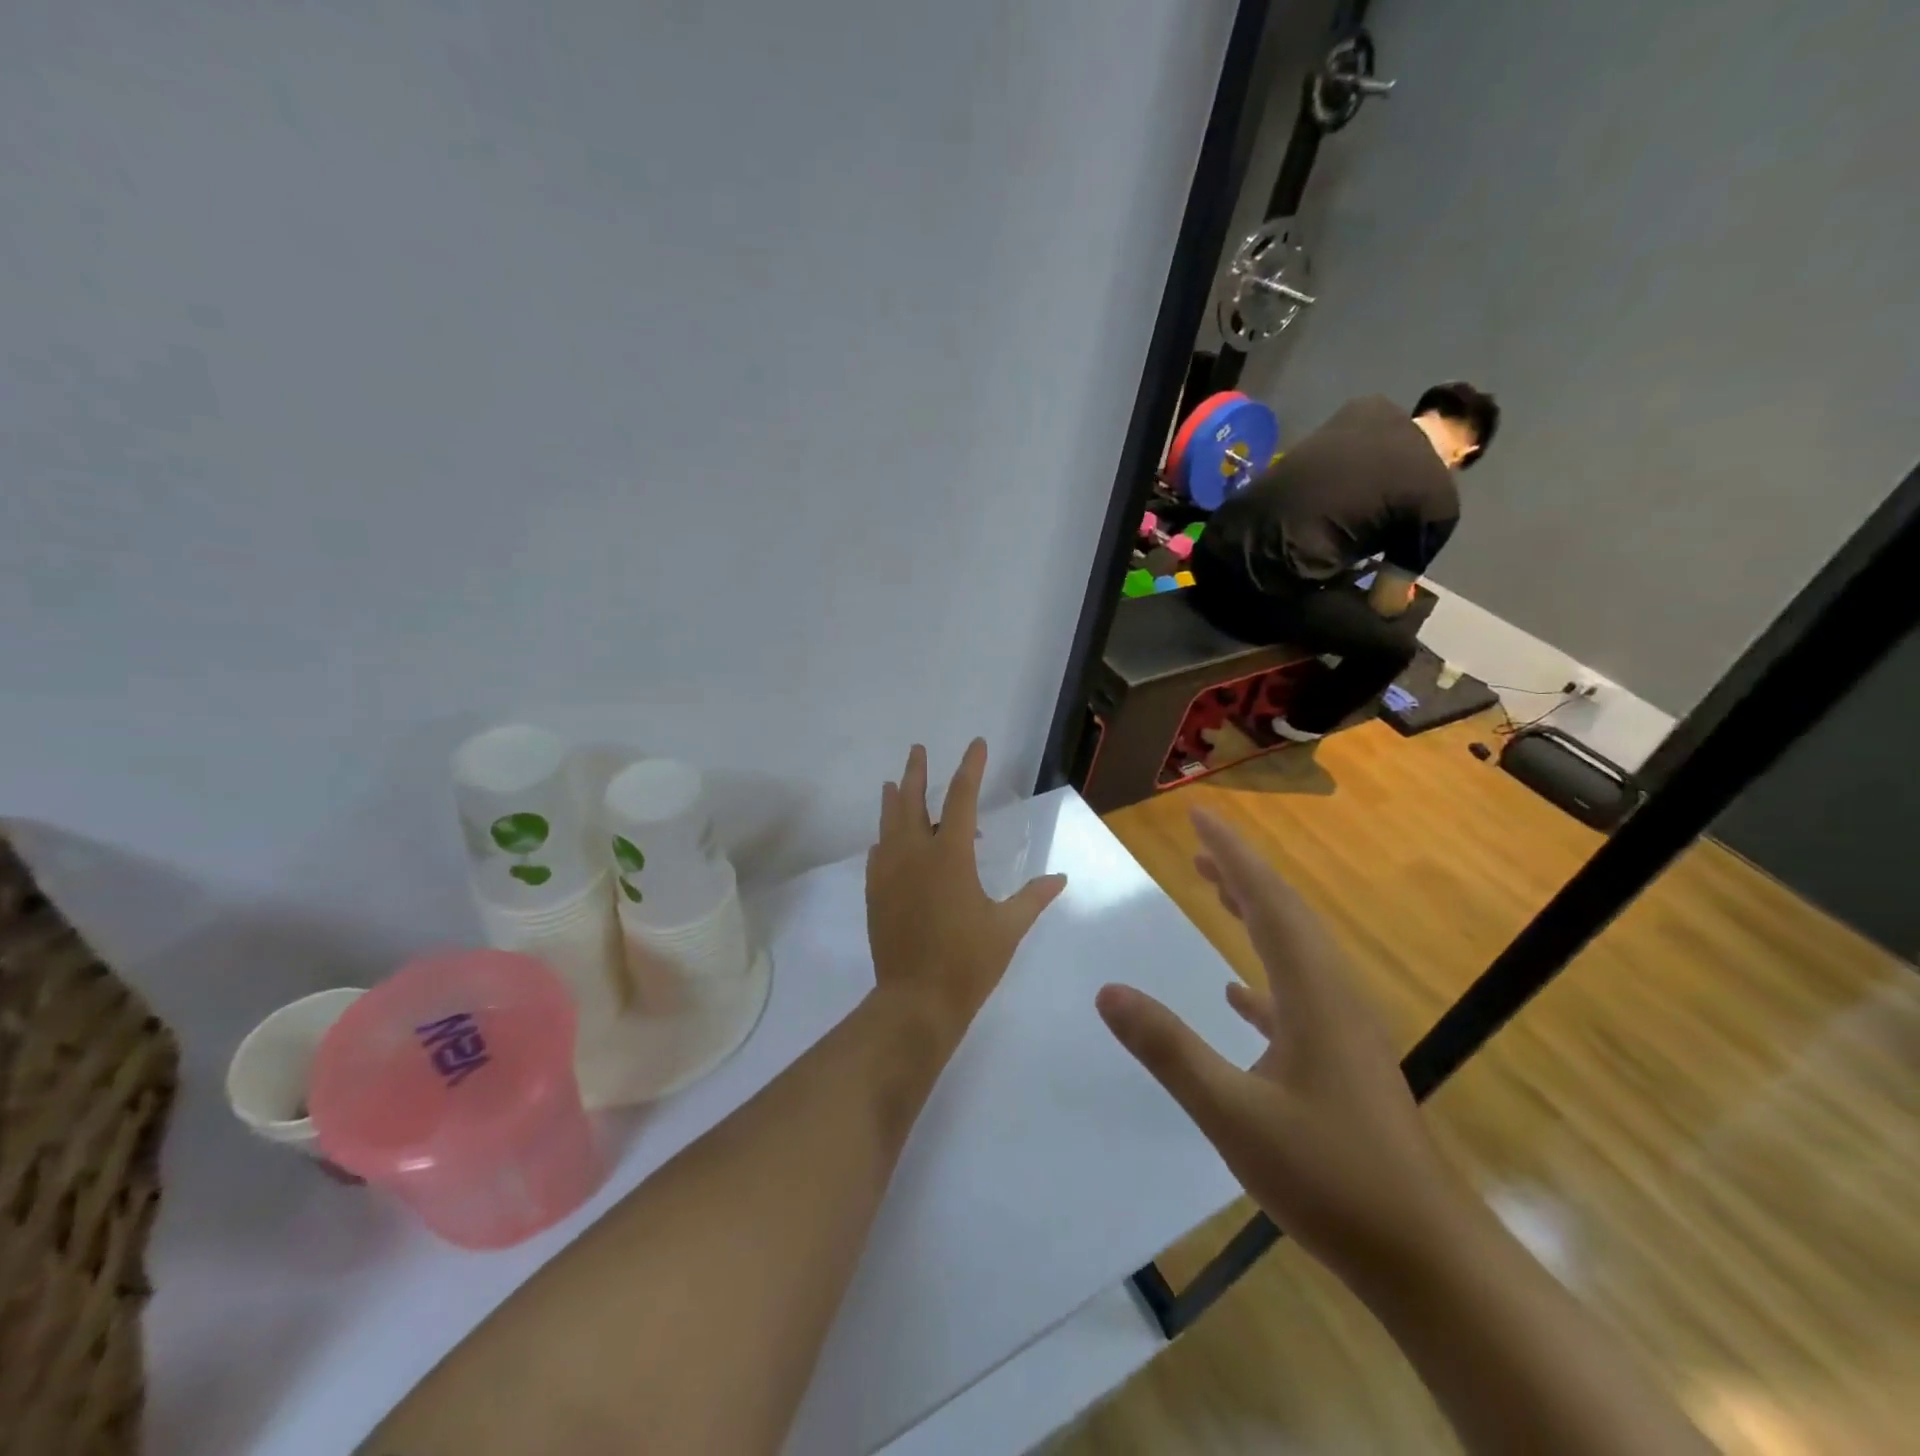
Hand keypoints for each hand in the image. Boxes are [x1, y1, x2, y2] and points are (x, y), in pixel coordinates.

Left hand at [866, 739, 1067, 1034]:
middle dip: (916, 772)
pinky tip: (886, 842)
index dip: (969, 768)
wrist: (915, 1001)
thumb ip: (1033, 898)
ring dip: (893, 800)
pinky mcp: (875, 894)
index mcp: (949, 856)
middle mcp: (914, 855)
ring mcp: (889, 873)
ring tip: (892, 783)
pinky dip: (884, 839)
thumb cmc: (968, 962)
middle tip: (917, 750)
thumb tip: (1060, 878)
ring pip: (888, 824)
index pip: (960, 798)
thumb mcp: (1008, 928)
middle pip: (910, 801)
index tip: (975, 744)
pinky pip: (877, 854)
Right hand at [1095, 808, 1471, 1287]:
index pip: (1267, 902)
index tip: (1199, 816)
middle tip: (1200, 846)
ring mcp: (1344, 1031)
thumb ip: (1168, 1049)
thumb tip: (1107, 992)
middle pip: (1285, 915)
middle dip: (1242, 873)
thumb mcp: (1233, 1114)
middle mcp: (1333, 997)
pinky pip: (1299, 995)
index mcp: (1312, 994)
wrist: (1426, 1258)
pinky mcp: (1345, 1062)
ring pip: (1295, 951)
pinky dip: (1265, 976)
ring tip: (1217, 893)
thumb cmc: (1330, 1179)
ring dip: (1256, 915)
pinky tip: (1239, 994)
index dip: (1232, 855)